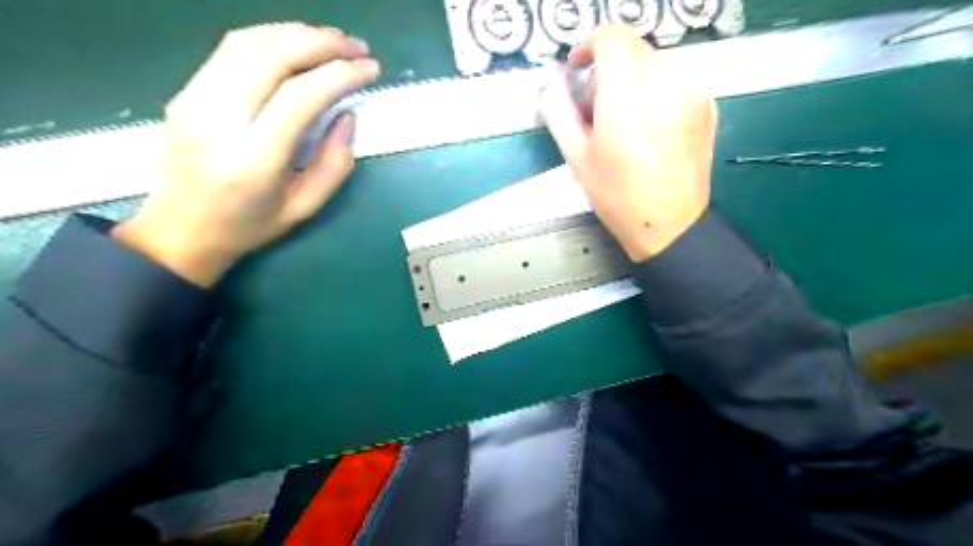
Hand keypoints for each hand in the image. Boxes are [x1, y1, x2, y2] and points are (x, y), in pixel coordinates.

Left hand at [113, 24, 378, 288]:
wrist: (180, 230)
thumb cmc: (250, 226)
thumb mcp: (306, 206)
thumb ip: (335, 163)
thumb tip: (348, 115)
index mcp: (253, 159)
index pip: (300, 96)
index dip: (340, 74)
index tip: (370, 68)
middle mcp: (218, 120)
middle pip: (271, 56)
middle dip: (321, 43)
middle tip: (356, 46)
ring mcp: (194, 99)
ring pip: (247, 42)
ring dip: (296, 33)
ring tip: (332, 40)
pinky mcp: (186, 91)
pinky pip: (231, 50)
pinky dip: (271, 38)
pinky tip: (296, 46)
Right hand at [536, 26, 716, 262]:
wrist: (669, 224)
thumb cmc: (618, 195)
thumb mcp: (577, 156)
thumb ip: (559, 109)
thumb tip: (552, 78)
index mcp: (629, 93)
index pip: (611, 37)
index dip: (589, 45)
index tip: (578, 66)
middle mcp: (667, 80)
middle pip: (632, 49)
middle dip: (608, 70)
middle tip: (597, 109)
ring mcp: (693, 90)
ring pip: (655, 62)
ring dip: (633, 80)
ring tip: (624, 121)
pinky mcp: (708, 102)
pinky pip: (676, 78)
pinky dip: (657, 90)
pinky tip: (649, 126)